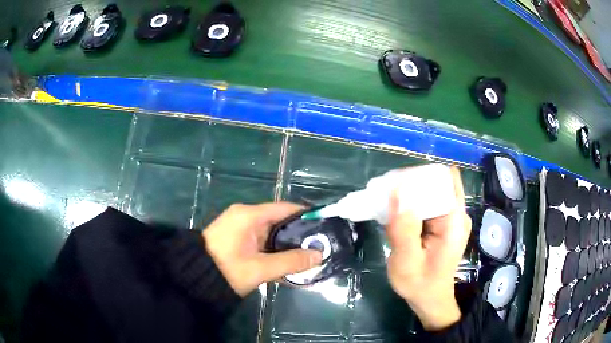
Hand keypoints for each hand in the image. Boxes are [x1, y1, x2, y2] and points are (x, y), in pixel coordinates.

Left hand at [202, 202, 322, 296]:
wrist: (193, 279)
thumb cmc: (226, 270)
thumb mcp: (260, 268)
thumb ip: (290, 262)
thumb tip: (319, 255)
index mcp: (249, 215)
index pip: (285, 208)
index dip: (306, 215)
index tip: (324, 226)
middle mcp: (245, 216)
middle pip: (279, 221)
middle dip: (299, 234)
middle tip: (319, 246)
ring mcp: (240, 228)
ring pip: (271, 233)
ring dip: (287, 244)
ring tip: (308, 255)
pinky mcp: (237, 239)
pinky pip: (261, 241)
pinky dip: (274, 250)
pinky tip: (287, 261)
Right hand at [386, 167, 471, 330]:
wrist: (429, 299)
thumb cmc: (420, 284)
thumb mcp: (407, 261)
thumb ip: (404, 228)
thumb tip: (397, 191)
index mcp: (455, 220)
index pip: (444, 179)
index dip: (420, 176)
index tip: (397, 183)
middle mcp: (456, 213)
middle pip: (435, 184)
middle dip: (410, 185)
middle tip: (384, 195)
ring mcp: (449, 217)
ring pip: (428, 193)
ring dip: (407, 196)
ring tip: (385, 205)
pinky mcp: (441, 223)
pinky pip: (425, 205)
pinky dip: (409, 206)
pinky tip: (394, 215)